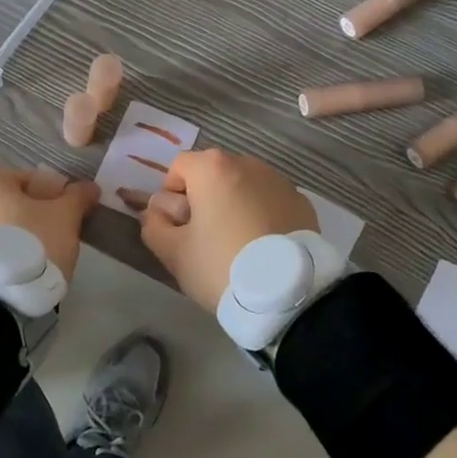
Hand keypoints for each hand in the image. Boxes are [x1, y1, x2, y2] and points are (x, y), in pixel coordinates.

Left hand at [0, 167, 97, 281]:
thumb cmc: (30, 244)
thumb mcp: (64, 218)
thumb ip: (78, 198)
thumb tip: (89, 187)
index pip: (34, 180)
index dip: (58, 197)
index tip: (71, 218)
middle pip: (15, 203)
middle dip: (37, 217)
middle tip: (57, 239)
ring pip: (0, 227)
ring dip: (19, 237)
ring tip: (38, 260)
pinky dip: (3, 254)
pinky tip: (19, 272)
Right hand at [140, 149, 316, 312]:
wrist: (288, 293)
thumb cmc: (221, 265)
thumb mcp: (174, 253)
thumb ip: (154, 226)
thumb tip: (156, 212)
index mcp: (212, 169)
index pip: (179, 167)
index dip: (171, 195)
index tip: (177, 226)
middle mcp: (247, 164)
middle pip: (213, 174)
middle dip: (204, 199)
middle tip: (204, 238)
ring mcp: (279, 182)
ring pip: (243, 187)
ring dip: (234, 206)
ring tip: (237, 245)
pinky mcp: (302, 203)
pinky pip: (270, 202)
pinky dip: (262, 216)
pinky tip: (263, 248)